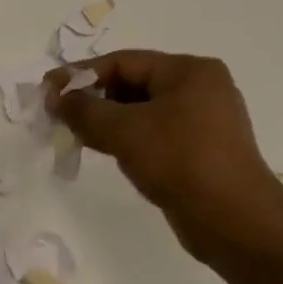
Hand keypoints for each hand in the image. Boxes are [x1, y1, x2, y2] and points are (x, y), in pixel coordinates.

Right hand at [45, 50, 282, 265]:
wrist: (235, 222)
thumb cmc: (181, 162)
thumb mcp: (125, 131)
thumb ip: (84, 110)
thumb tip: (54, 97)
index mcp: (189, 71)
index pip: (123, 62)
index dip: (81, 74)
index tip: (47, 92)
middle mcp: (199, 89)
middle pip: (132, 84)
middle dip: (93, 98)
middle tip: (57, 115)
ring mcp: (202, 121)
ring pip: (141, 112)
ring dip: (106, 121)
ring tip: (73, 134)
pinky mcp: (199, 150)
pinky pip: (153, 134)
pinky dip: (126, 138)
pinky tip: (103, 150)